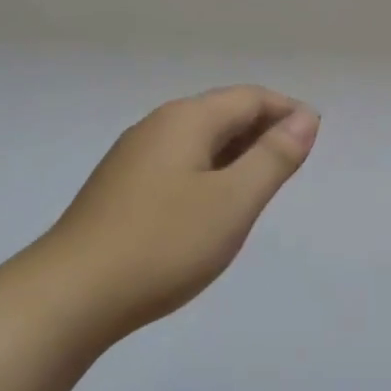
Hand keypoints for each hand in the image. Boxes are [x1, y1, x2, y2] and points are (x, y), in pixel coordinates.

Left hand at [40, 86, 318, 342]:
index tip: (316, 136)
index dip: (286, 110)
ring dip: (236, 153)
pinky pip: (178, 166)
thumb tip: (304, 118)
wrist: (74, 293)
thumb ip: (273, 158)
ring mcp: (133, 159)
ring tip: (262, 184)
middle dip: (263, 130)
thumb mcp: (232, 202)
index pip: (248, 97)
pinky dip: (209, 173)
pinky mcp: (121, 190)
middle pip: (221, 113)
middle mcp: (156, 127)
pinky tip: (214, 205)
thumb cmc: (164, 244)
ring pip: (198, 141)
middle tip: (294, 163)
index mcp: (185, 121)